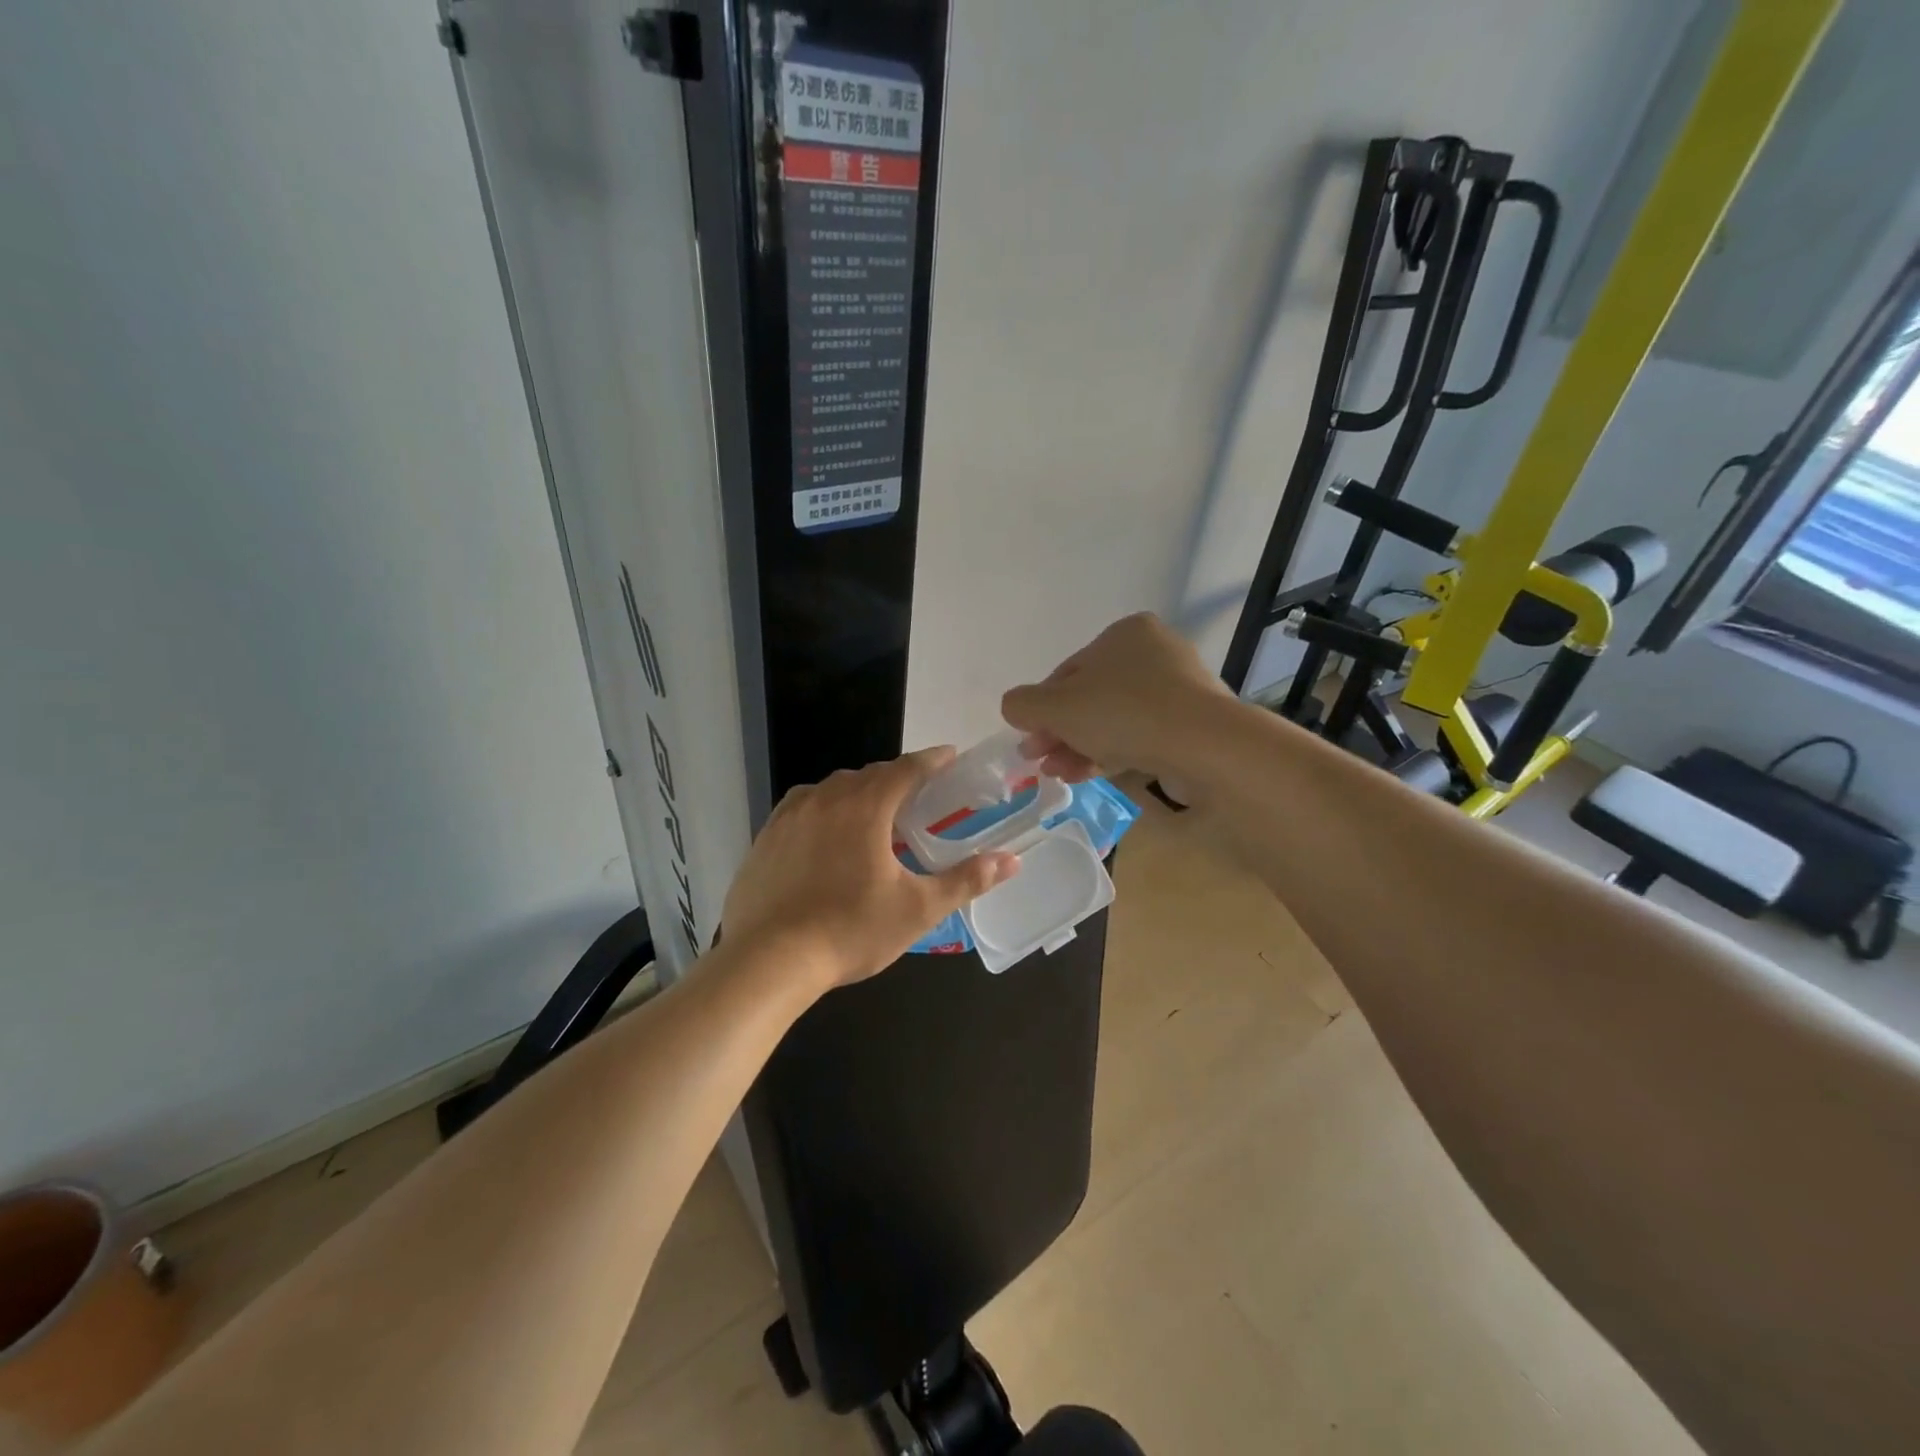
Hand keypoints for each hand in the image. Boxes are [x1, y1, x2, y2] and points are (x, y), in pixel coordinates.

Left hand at [720, 748, 1020, 990]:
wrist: (768, 961)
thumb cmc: (850, 930)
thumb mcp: (918, 909)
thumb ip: (965, 880)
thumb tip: (1011, 860)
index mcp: (865, 807)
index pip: (906, 769)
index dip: (932, 760)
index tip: (950, 756)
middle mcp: (826, 798)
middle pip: (868, 775)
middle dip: (895, 778)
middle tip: (916, 796)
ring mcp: (789, 816)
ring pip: (831, 789)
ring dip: (857, 792)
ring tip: (872, 813)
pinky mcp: (765, 837)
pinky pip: (802, 808)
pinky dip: (823, 810)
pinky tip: (825, 834)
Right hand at [1002, 613, 1228, 781]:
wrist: (1204, 745)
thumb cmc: (1123, 713)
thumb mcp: (1057, 707)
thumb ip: (1023, 704)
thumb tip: (1015, 707)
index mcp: (1124, 634)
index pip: (1068, 672)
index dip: (1041, 709)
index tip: (1028, 740)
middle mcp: (1154, 653)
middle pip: (1090, 697)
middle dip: (1059, 732)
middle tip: (1039, 761)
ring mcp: (1178, 690)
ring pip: (1114, 720)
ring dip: (1080, 747)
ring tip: (1060, 775)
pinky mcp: (1192, 724)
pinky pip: (1141, 735)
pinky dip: (1112, 753)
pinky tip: (1089, 775)